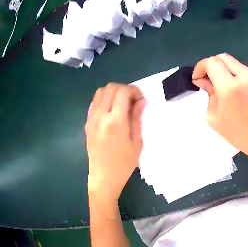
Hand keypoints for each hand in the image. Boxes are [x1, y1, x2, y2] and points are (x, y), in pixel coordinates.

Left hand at [85, 83, 145, 202]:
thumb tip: (140, 102)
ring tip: (119, 105)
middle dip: (124, 89)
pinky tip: (109, 112)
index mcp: (115, 121)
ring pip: (101, 92)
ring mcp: (92, 118)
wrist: (103, 178)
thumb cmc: (122, 165)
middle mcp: (101, 115)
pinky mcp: (87, 123)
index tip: (140, 101)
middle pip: (111, 87)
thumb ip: (137, 119)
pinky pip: (94, 102)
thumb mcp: (136, 144)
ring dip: (112, 93)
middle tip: (131, 102)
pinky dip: (103, 100)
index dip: (134, 91)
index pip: (123, 91)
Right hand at [192, 53, 247, 164]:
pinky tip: (230, 88)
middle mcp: (245, 76)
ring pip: (232, 62)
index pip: (212, 63)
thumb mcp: (214, 116)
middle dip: (210, 65)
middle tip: (205, 80)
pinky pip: (241, 69)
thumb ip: (208, 93)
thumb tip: (204, 80)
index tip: (197, 79)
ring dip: (221, 69)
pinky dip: (232, 73)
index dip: (200, 67)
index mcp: (230, 87)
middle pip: (222, 57)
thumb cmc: (239, 134)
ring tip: (217, 85)